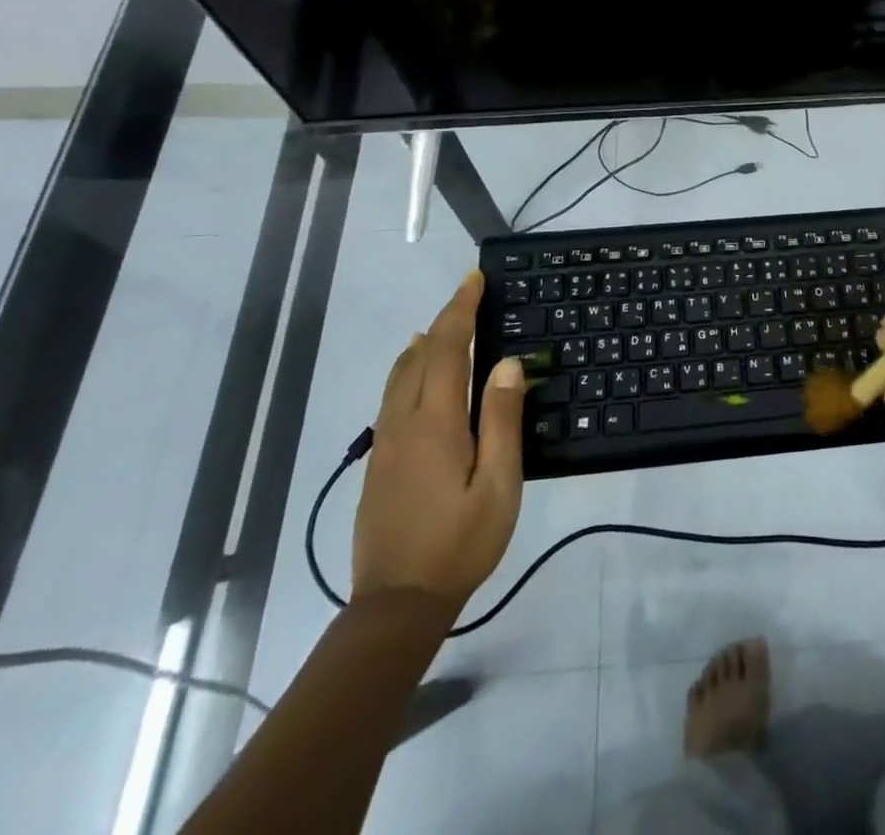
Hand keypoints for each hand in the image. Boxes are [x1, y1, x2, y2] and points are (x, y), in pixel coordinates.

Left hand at [353, 270, 525, 610]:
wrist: (396, 604)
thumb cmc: (460, 542)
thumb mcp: (499, 484)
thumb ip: (501, 420)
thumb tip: (505, 364)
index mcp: (436, 422)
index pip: (446, 348)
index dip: (460, 310)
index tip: (474, 280)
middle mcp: (404, 422)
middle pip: (419, 355)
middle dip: (444, 319)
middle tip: (468, 294)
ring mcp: (385, 443)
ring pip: (398, 376)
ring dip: (422, 343)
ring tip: (441, 326)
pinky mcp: (378, 463)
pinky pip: (392, 397)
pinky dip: (407, 370)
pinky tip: (415, 377)